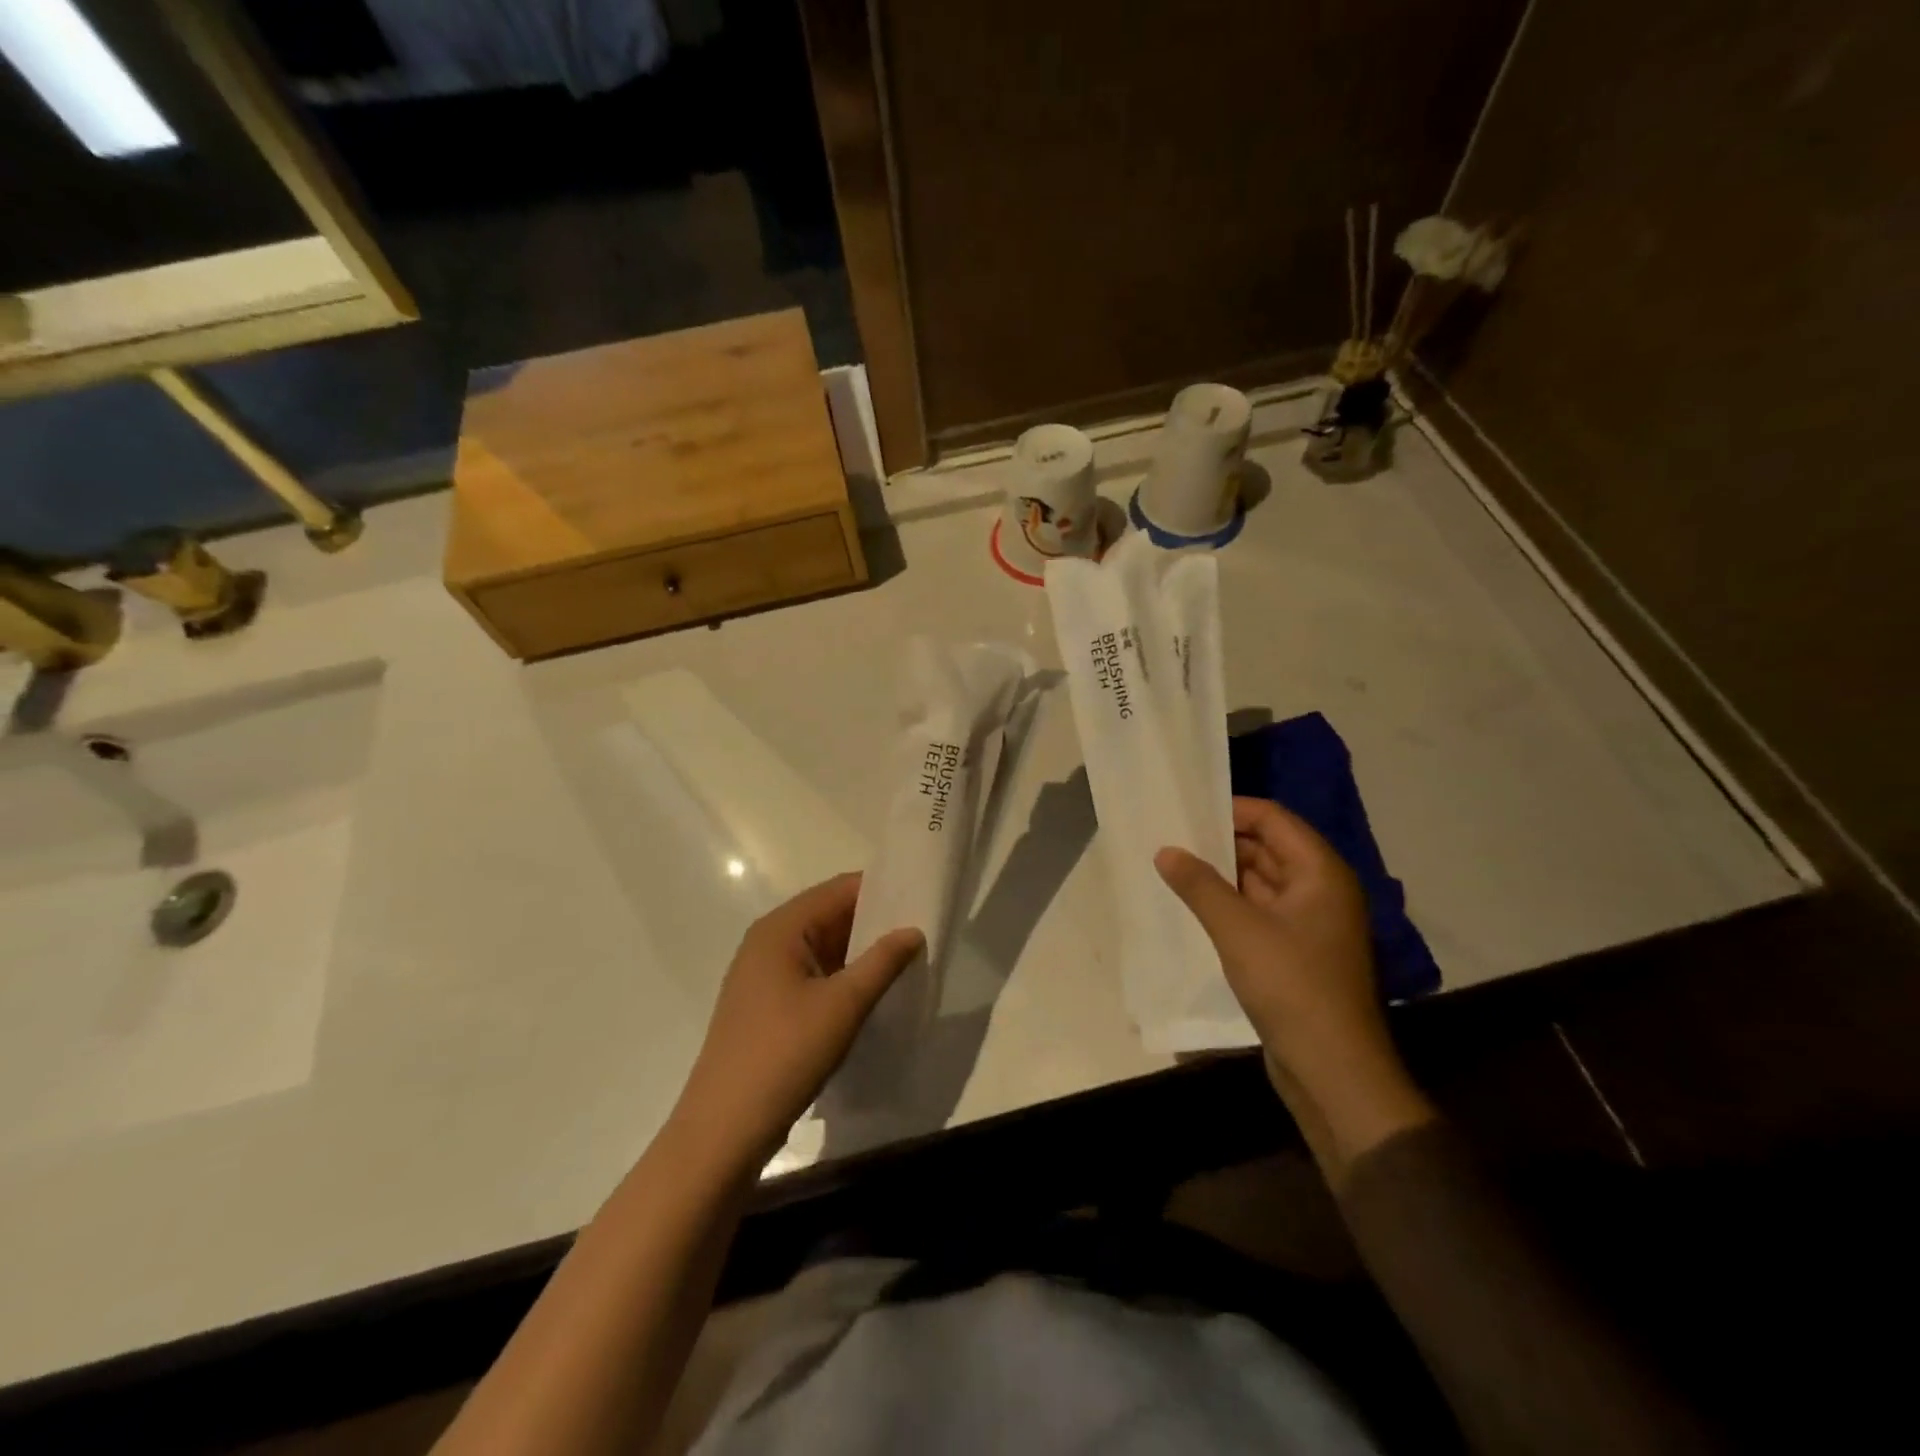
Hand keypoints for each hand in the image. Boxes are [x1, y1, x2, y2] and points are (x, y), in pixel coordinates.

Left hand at [672, 873, 923, 1170]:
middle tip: (923, 930)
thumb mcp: (843, 1005)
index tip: (923, 899)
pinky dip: (842, 977)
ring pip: (823, 947)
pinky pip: (812, 974)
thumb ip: (882, 961)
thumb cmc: (784, 1054)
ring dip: (860, 953)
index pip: (840, 889)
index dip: (883, 890)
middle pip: (830, 915)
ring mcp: (764, 974)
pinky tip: (872, 992)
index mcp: (781, 928)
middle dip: (875, 922)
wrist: (724, 1130)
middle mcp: (768, 941)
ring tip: (907, 959)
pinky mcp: (766, 1005)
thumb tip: (913, 930)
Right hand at [1156, 799, 1433, 1177]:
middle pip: (1269, 848)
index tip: (1187, 811)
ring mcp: (1312, 924)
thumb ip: (1199, 885)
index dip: (1232, 809)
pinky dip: (1232, 905)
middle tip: (1172, 837)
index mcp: (1320, 873)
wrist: (1333, 1070)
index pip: (1274, 819)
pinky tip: (1196, 906)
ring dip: (1224, 875)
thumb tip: (1165, 850)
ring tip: (1175, 867)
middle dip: (1222, 842)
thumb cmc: (1291, 985)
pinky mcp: (1299, 953)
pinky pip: (1261, 912)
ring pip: (1263, 882)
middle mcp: (1321, 890)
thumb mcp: (1237, 929)